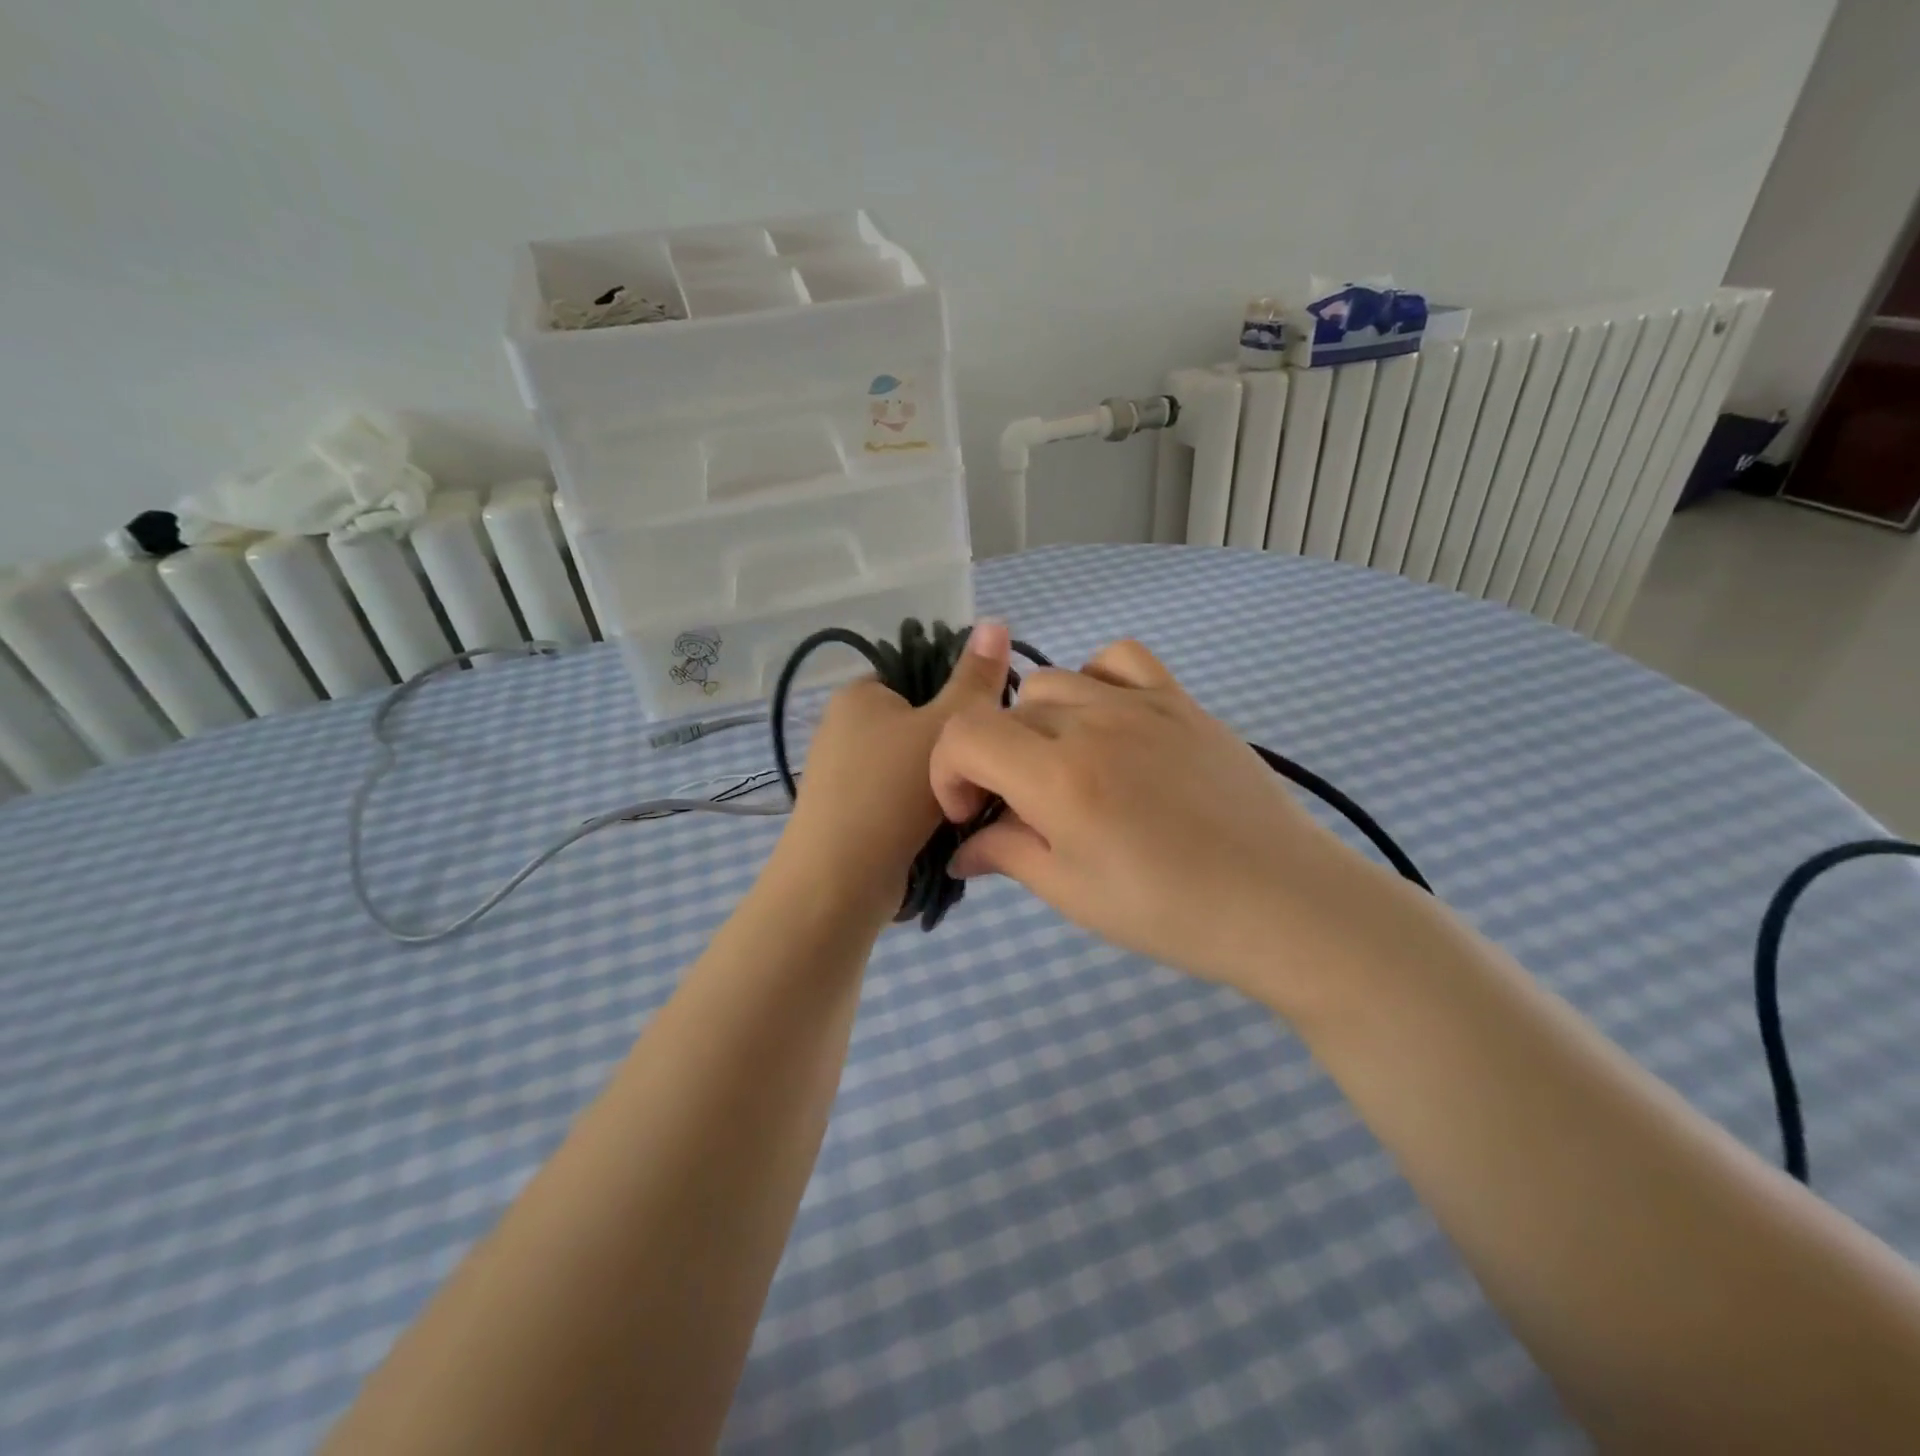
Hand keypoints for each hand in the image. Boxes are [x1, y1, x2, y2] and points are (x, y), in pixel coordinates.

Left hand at [773, 621, 1011, 922]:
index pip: (922, 676)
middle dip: (955, 749)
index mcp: (860, 693)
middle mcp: (843, 727)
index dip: (960, 697)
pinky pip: (896, 799)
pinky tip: (943, 831)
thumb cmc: (892, 792)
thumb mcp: (946, 727)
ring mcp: (841, 774)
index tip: (989, 729)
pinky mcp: (846, 814)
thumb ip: (975, 680)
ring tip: (968, 807)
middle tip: (985, 774)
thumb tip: (996, 620)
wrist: (838, 881)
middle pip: (919, 724)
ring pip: (912, 767)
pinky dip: (921, 811)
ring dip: (942, 783)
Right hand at [931, 639, 1412, 1007]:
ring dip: (1037, 724)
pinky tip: (1108, 723)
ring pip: (1053, 683)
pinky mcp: (1181, 701)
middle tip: (1021, 810)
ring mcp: (1141, 703)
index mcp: (1058, 775)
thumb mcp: (1073, 893)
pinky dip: (1095, 681)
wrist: (1281, 902)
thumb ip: (1007, 854)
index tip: (971, 813)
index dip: (948, 772)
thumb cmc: (1170, 912)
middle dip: (993, 760)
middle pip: (1006, 713)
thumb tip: (962, 848)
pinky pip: (1118, 660)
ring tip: (1065, 769)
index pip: (964, 734)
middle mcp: (1092, 722)